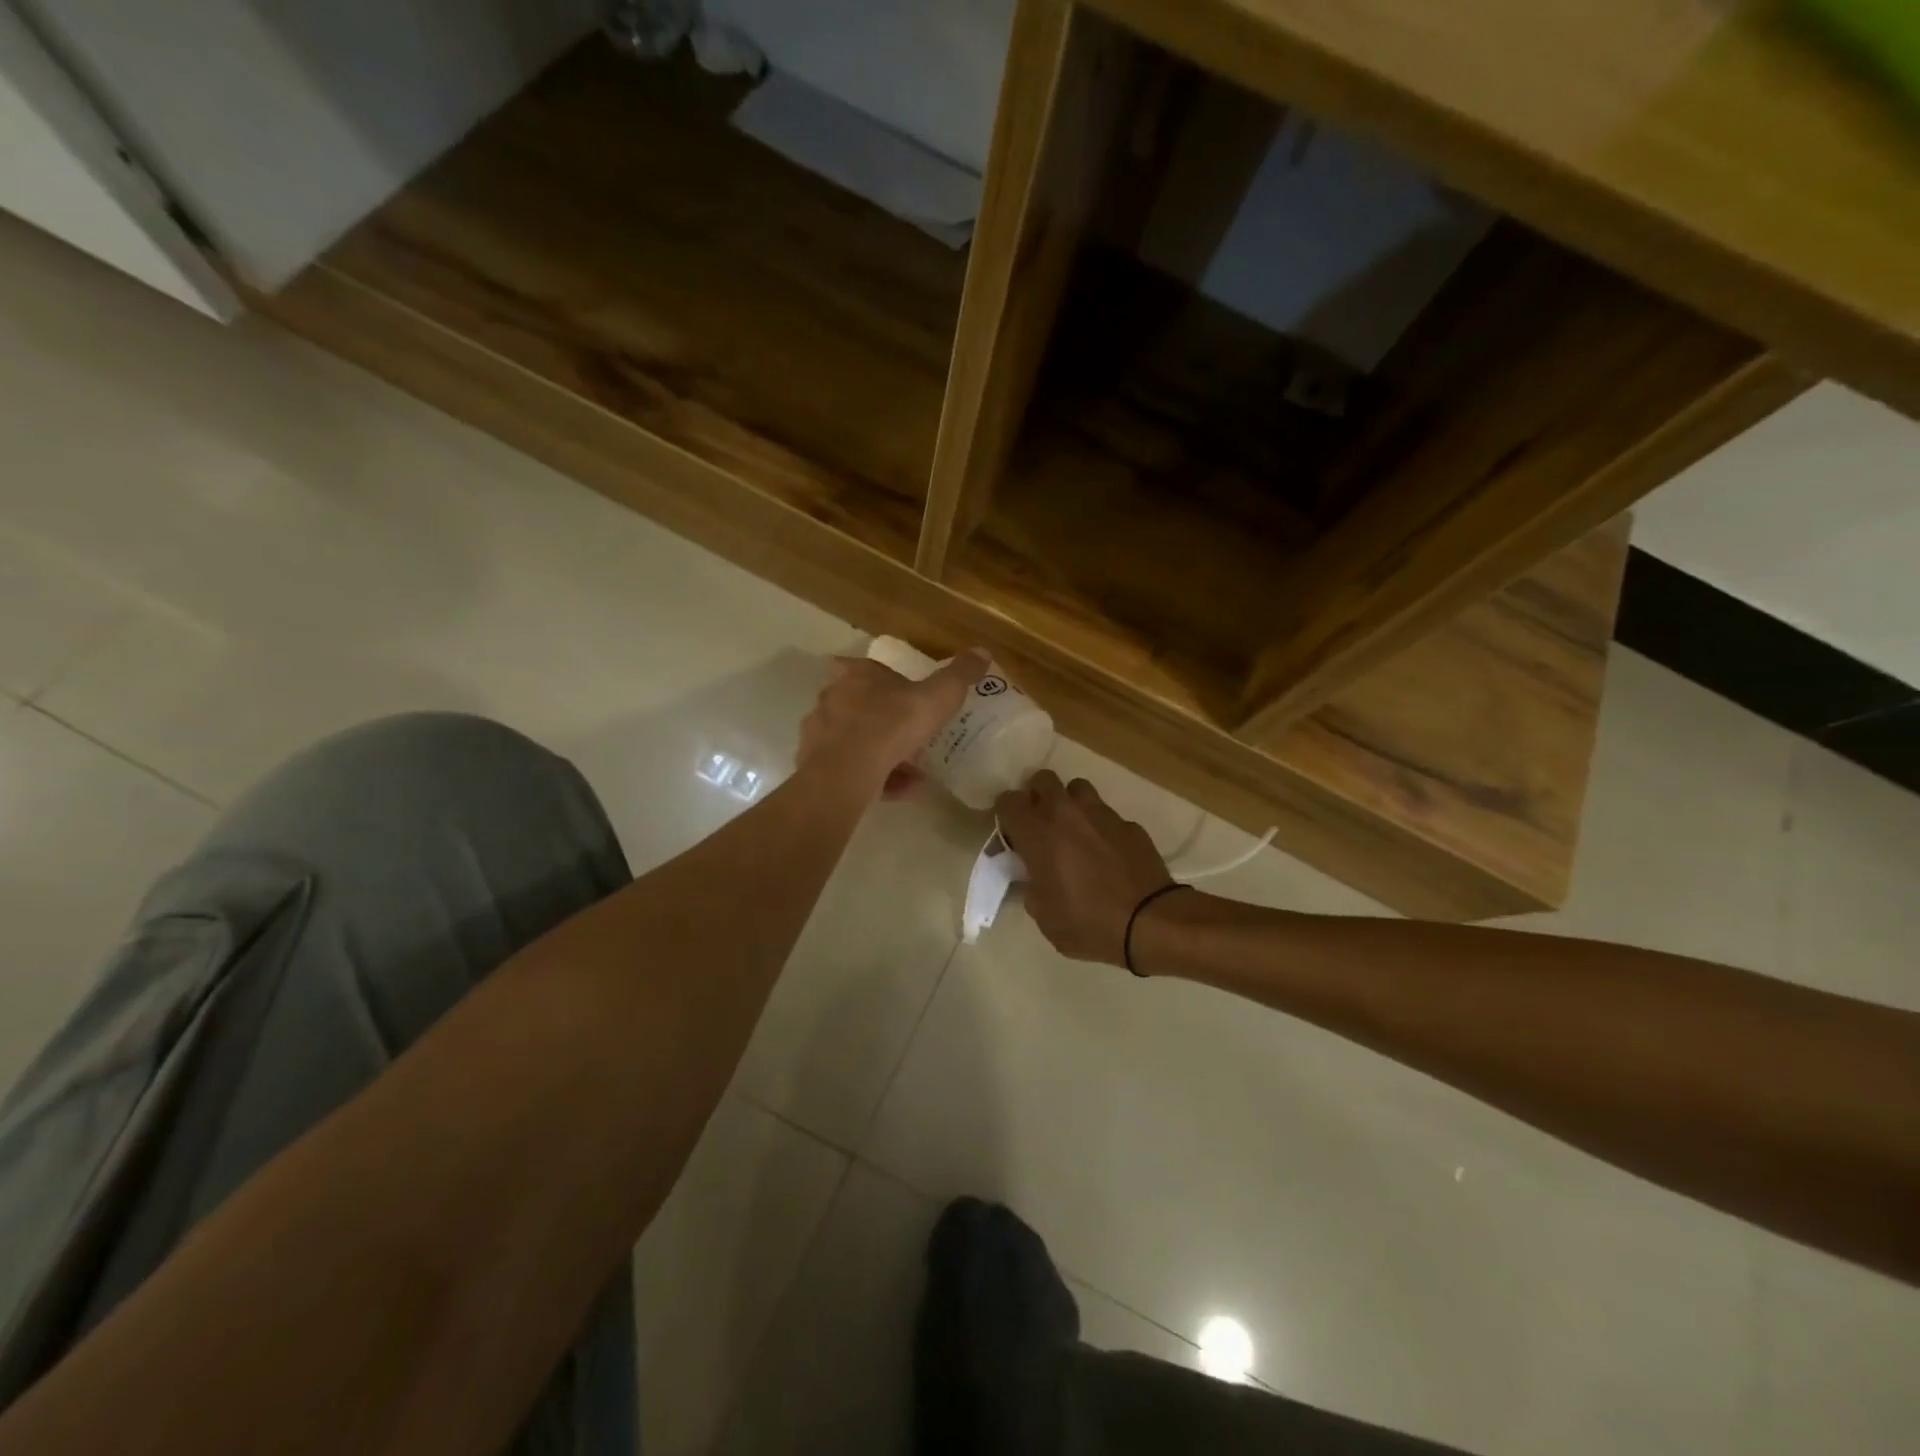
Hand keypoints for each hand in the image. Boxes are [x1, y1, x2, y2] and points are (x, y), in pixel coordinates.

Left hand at [799, 649, 988, 796]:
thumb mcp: (938, 696)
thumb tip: (982, 651)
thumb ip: (959, 675)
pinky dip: (874, 779)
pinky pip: (849, 770)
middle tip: (913, 739)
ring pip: (854, 741)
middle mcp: (832, 698)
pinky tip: (899, 791)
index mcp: (858, 675)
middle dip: (885, 722)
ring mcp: (819, 733)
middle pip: (859, 706)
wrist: (848, 770)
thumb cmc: (892, 723)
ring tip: (913, 773)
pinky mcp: (815, 765)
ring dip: (881, 754)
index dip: (887, 681)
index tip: (906, 697)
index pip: (868, 668)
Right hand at [994, 772, 1173, 964]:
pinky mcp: (1129, 824)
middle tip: (1041, 825)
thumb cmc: (1087, 922)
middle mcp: (1066, 813)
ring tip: (1075, 832)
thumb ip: (1031, 886)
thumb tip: (1033, 875)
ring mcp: (1101, 814)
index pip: (1008, 801)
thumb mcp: (1044, 916)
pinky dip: (1101, 828)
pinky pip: (1107, 815)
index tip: (1012, 834)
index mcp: (1038, 833)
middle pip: (1043, 779)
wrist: (1149, 921)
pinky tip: (1107, 853)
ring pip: (1078, 789)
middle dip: (1038, 797)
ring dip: (1071, 804)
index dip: (1006, 814)